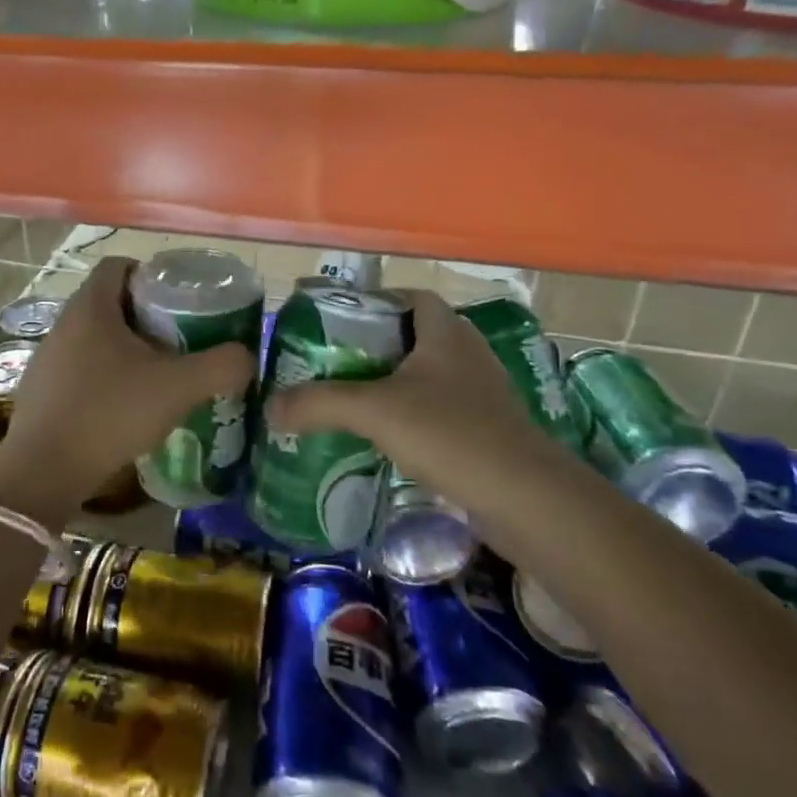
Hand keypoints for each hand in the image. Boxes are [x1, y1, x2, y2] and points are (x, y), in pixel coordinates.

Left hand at [0, 258, 256, 525]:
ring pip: (96, 337)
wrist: (44, 472)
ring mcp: (48, 356)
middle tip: (180, 340)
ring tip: (158, 375)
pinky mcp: (42, 389)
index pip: (119, 265)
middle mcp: (64, 322)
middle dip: (146, 316)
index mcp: (91, 306)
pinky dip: (106, 375)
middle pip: (110, 301)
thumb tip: (246, 357)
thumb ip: (221, 366)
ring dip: (126, 348)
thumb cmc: (110, 413)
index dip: (151, 275)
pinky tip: (126, 406)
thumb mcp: (178, 387)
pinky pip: (81, 367)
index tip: (179, 302)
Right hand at [264, 291, 559, 506]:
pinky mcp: (488, 430)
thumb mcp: (375, 411)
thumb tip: (269, 406)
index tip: (339, 322)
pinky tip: (388, 438)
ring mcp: (483, 393)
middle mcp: (468, 353)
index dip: (376, 302)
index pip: (411, 296)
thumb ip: (319, 403)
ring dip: (395, 383)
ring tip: (354, 400)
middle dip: (376, 346)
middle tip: (335, 363)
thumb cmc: (450, 433)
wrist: (526, 499)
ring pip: (429, 375)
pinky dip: (414, 416)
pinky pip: (442, 409)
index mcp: (447, 331)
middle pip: (416, 336)